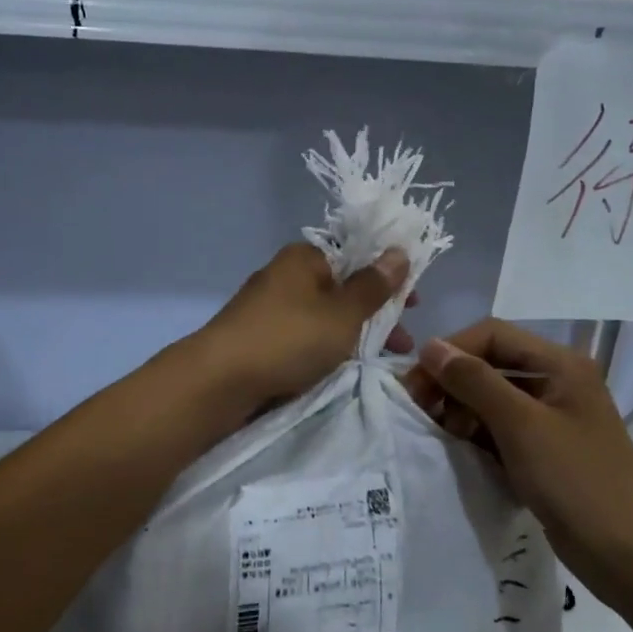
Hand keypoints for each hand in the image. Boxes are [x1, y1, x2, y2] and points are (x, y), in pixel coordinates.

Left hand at [191, 243, 413, 410]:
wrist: (220, 380)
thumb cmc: (289, 338)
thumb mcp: (342, 313)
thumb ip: (373, 286)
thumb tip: (398, 251)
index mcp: (304, 258)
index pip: (355, 256)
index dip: (387, 278)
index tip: (413, 305)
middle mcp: (285, 276)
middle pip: (341, 289)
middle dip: (375, 314)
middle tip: (402, 342)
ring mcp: (269, 309)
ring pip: (324, 317)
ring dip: (354, 335)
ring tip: (381, 361)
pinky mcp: (259, 339)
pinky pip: (304, 338)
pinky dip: (326, 349)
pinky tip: (342, 368)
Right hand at [403, 319, 632, 587]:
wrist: (627, 553)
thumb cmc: (576, 481)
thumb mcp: (520, 425)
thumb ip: (475, 381)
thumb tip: (431, 347)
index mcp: (561, 364)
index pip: (492, 335)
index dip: (451, 351)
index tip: (416, 383)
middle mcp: (558, 381)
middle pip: (492, 364)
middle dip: (453, 383)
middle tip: (421, 412)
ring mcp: (553, 417)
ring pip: (493, 397)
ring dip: (462, 410)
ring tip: (444, 436)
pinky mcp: (547, 449)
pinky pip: (502, 428)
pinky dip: (479, 434)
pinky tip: (462, 452)